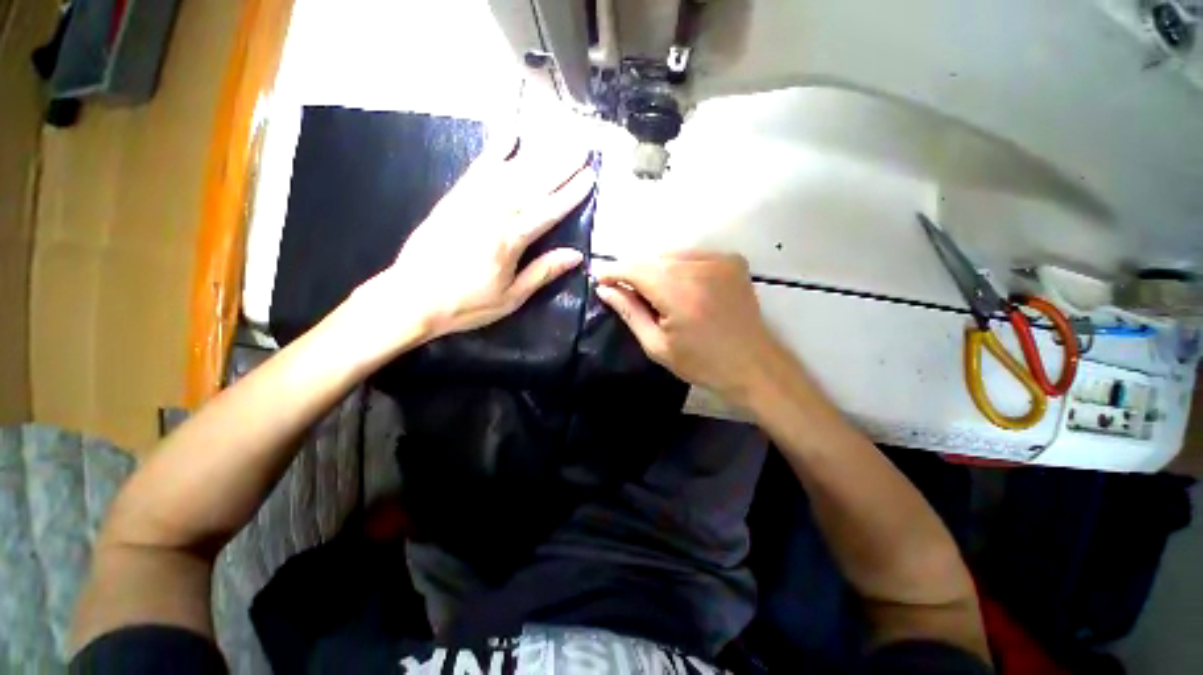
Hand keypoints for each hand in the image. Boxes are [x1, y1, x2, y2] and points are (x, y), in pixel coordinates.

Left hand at [350, 139, 594, 350]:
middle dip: (559, 165)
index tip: (589, 176)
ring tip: (557, 138)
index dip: (570, 194)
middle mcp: (492, 214)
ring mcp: (471, 202)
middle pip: (532, 185)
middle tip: (580, 147)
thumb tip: (575, 255)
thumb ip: (543, 272)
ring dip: (536, 154)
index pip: (548, 211)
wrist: (411, 298)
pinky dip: (495, 149)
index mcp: (510, 241)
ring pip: (510, 172)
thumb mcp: (512, 297)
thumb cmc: (467, 304)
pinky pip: (478, 168)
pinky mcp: (454, 198)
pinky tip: (509, 134)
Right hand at [595, 252, 781, 404]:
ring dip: (655, 269)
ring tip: (654, 293)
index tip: (599, 278)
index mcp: (679, 293)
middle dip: (634, 272)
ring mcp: (720, 260)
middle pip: (652, 259)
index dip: (614, 271)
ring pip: (671, 255)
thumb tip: (605, 289)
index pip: (635, 269)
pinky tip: (680, 287)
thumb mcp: (657, 345)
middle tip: (625, 291)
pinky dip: (678, 267)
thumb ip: (629, 312)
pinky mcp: (732, 260)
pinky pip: (692, 255)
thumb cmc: (701, 363)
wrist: (753, 365)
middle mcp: (700, 268)